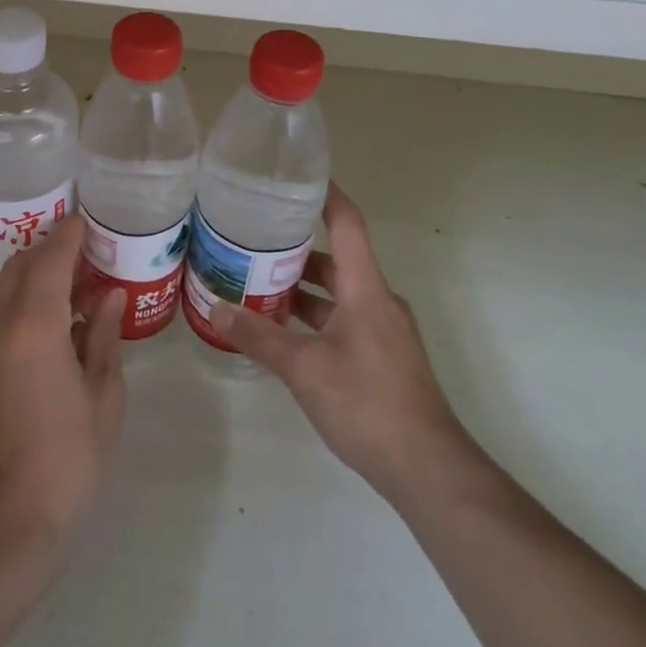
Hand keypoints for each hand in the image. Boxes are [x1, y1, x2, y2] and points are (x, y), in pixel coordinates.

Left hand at [0, 213, 125, 564]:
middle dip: (50, 249)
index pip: (49, 260)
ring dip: (36, 275)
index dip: (69, 235)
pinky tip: (55, 320)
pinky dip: (25, 301)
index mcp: (33, 328)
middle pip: (19, 267)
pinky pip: (0, 316)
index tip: (88, 220)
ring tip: (76, 282)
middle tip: (86, 248)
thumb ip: (105, 338)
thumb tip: (110, 297)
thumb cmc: (68, 462)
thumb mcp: (103, 398)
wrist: (3, 530)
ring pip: (6, 290)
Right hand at [213, 183, 467, 501]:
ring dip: (302, 288)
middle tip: (252, 240)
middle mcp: (377, 300)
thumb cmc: (367, 404)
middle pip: (335, 258)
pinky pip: (343, 319)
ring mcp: (383, 330)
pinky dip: (313, 316)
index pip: (347, 223)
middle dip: (294, 249)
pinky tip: (283, 332)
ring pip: (337, 293)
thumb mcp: (304, 368)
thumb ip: (259, 336)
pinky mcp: (382, 356)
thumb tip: (217, 308)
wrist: (428, 469)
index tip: (296, 177)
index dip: (325, 194)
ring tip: (256, 284)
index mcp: (366, 288)